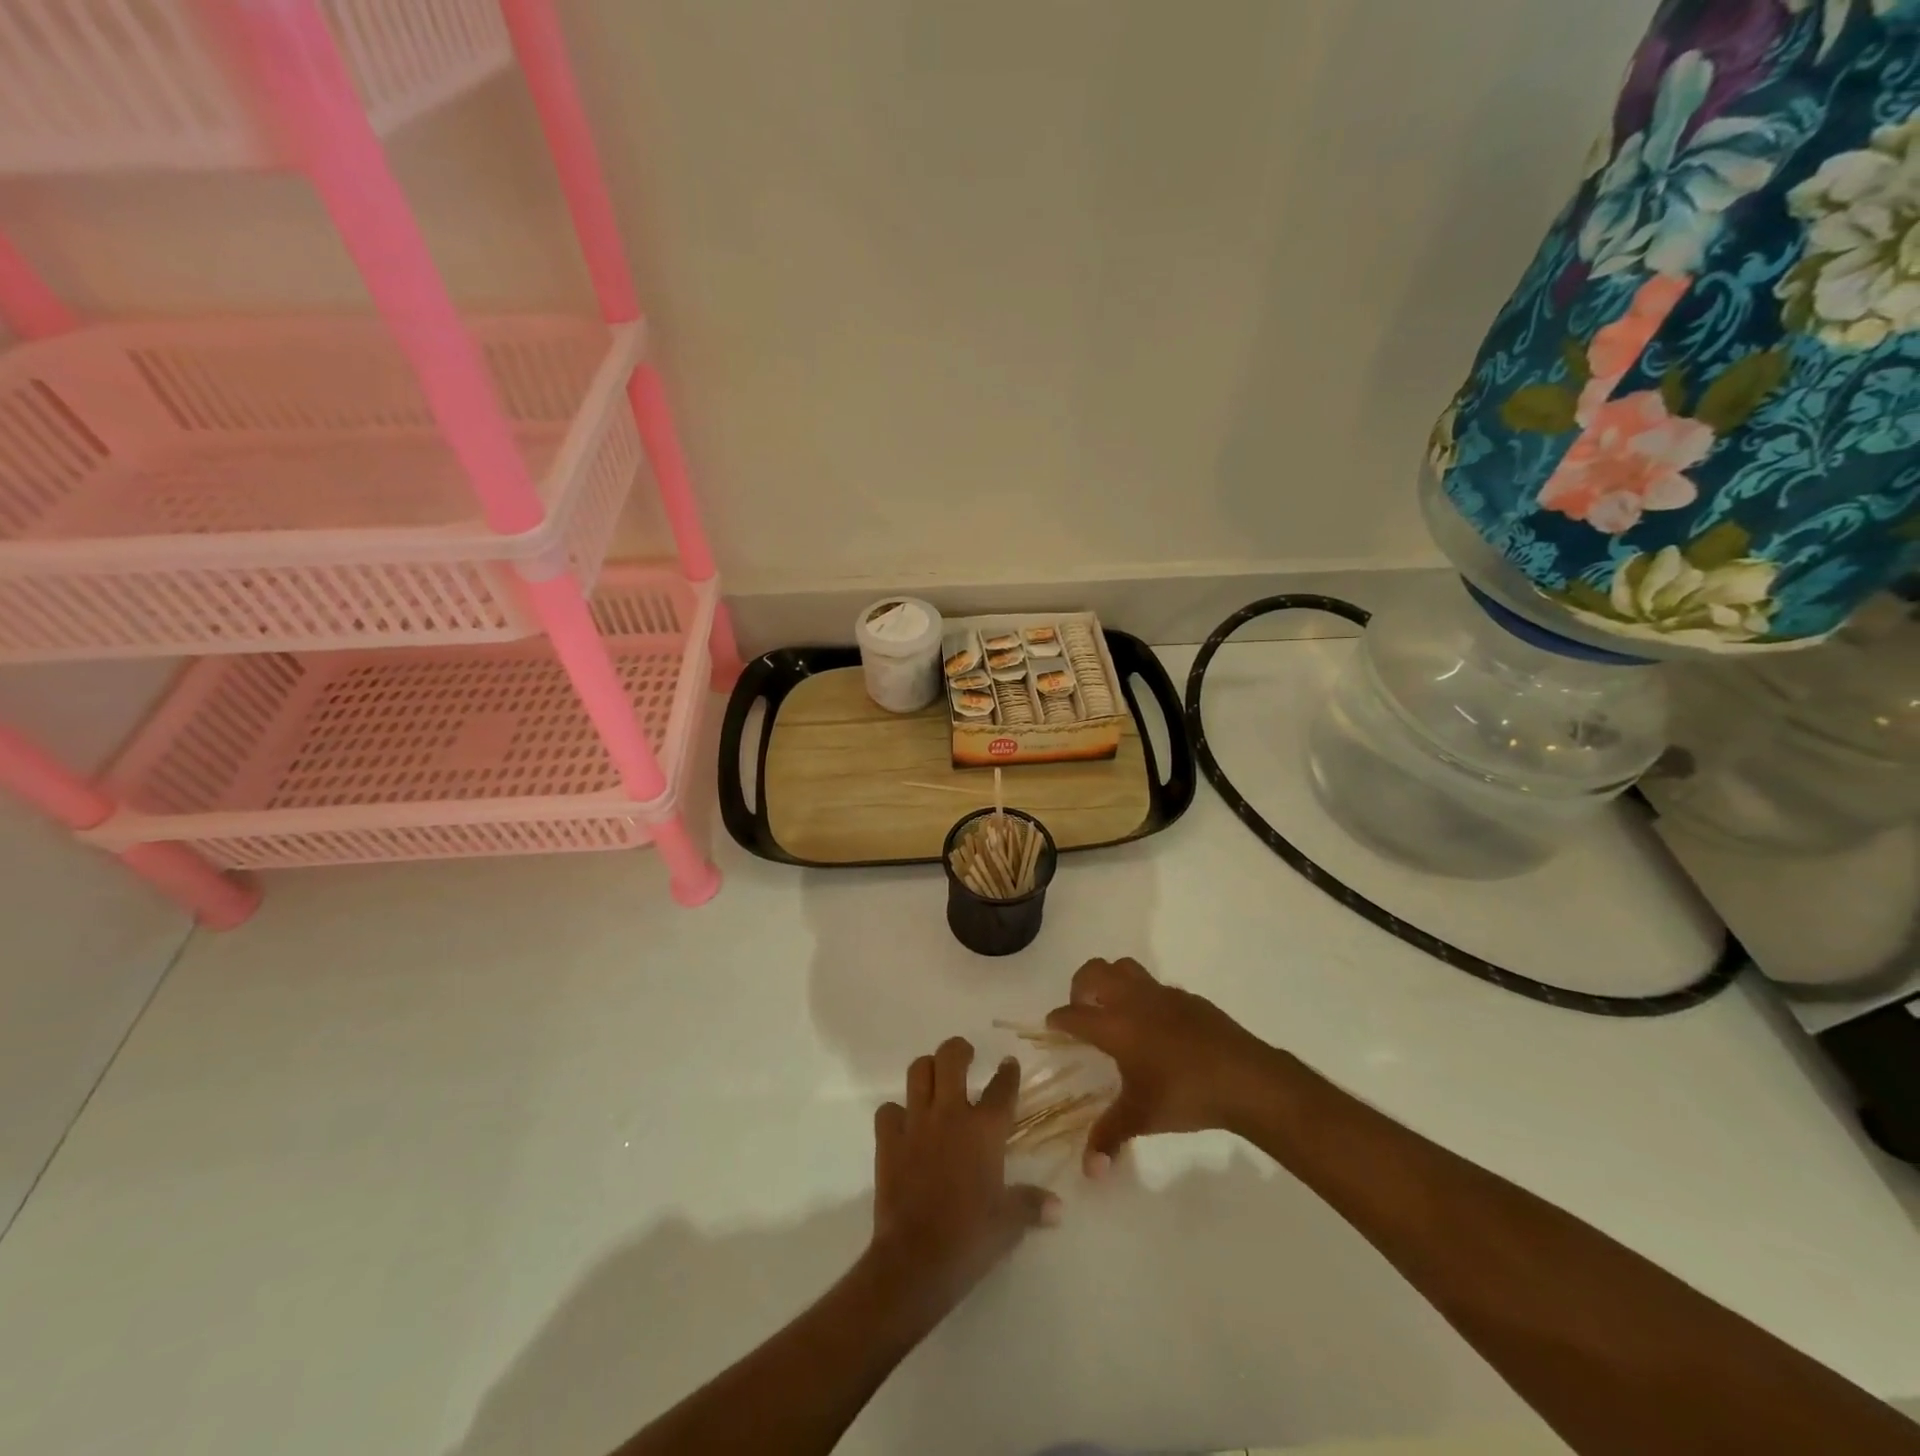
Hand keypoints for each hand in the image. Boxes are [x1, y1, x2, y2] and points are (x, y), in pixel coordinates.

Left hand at [868, 1038, 1059, 1317]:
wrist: (917, 1260)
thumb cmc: (970, 1238)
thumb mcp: (1009, 1223)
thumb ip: (1032, 1205)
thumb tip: (1058, 1208)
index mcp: (985, 1129)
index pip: (1002, 1087)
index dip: (1008, 1072)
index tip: (1009, 1064)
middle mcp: (950, 1114)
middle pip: (951, 1057)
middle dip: (959, 1050)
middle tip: (966, 1057)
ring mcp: (916, 1123)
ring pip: (917, 1071)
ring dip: (927, 1069)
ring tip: (936, 1079)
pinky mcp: (888, 1140)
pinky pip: (888, 1110)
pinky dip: (896, 1112)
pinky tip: (905, 1124)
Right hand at [1045, 957, 1280, 1174]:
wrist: (1245, 1078)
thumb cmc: (1185, 1094)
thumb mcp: (1141, 1117)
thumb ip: (1109, 1137)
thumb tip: (1089, 1172)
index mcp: (1115, 1025)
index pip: (1074, 1014)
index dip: (1058, 1020)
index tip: (1052, 1026)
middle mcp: (1133, 1000)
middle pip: (1094, 972)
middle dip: (1080, 987)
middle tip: (1083, 1013)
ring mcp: (1162, 994)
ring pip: (1124, 968)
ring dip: (1111, 981)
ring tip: (1114, 1012)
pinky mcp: (1188, 997)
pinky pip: (1154, 986)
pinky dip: (1144, 997)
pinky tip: (1155, 1027)